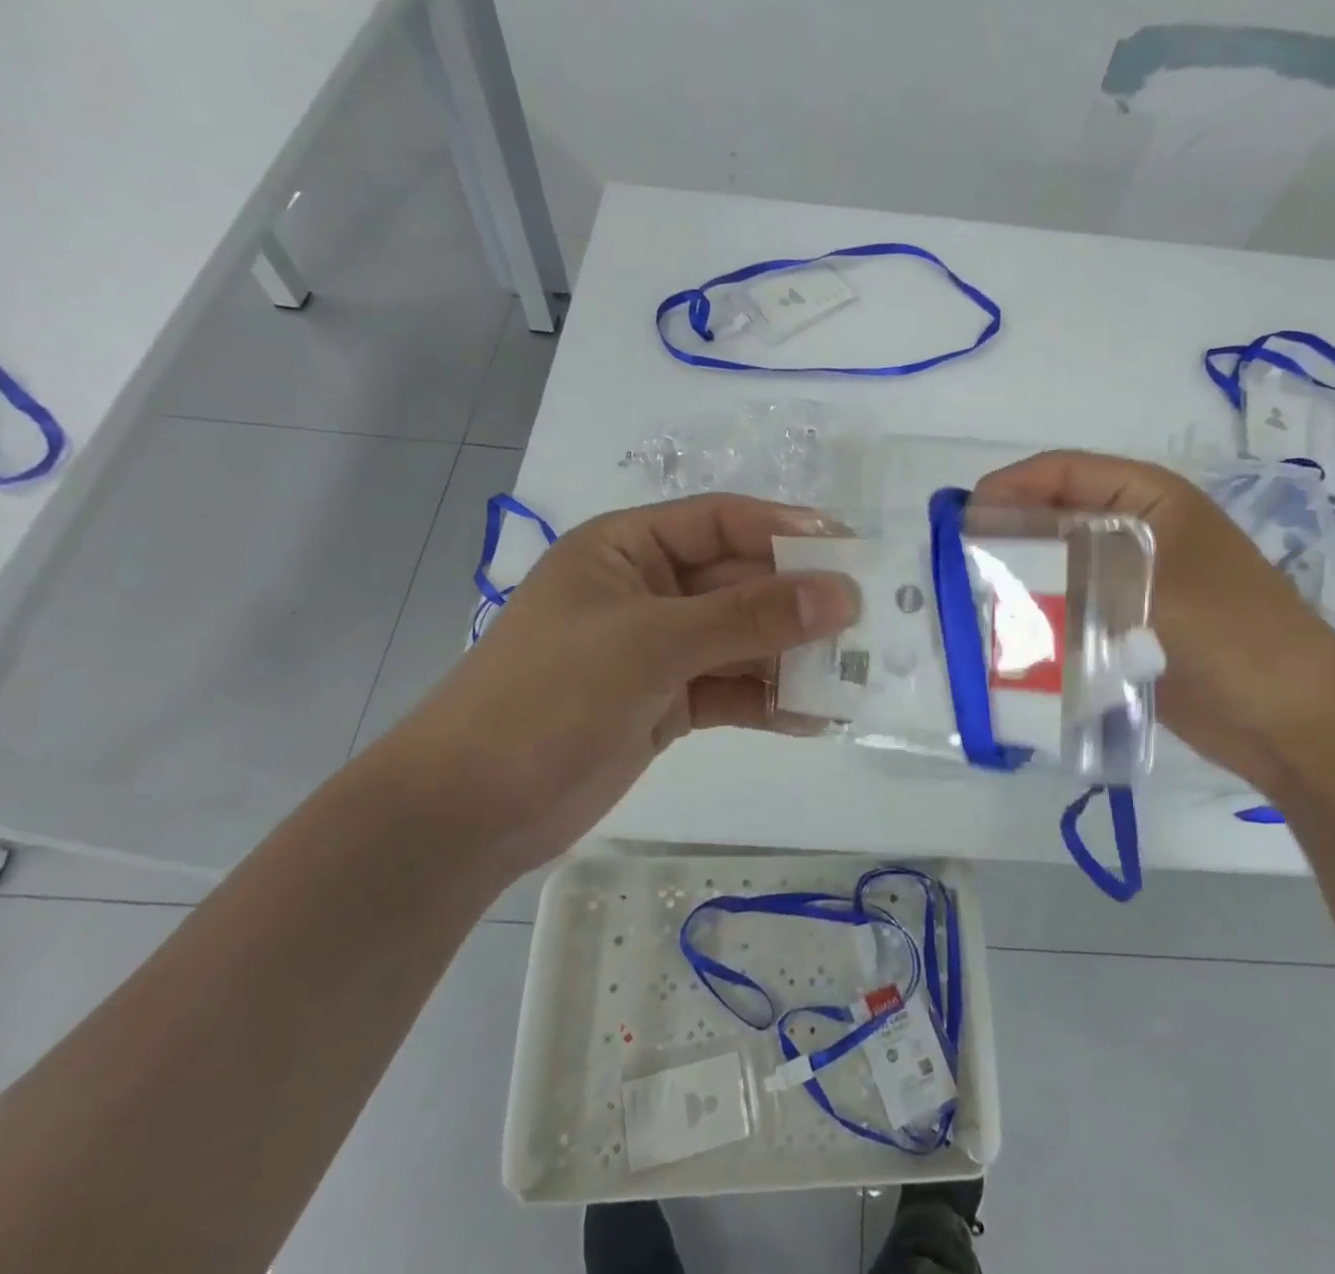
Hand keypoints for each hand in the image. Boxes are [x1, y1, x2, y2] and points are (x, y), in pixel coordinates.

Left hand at [381, 495, 857, 868]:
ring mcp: (657, 650)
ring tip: (852, 674)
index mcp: (627, 548)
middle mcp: (647, 590)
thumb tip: (842, 594)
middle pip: (739, 582)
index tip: (849, 551)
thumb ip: (750, 617)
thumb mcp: (653, 643)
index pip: (721, 522)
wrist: (469, 811)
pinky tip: (813, 717)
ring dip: (790, 656)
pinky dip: (768, 701)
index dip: (785, 531)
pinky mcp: (664, 703)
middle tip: (865, 620)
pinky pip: (730, 690)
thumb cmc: (551, 696)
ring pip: (740, 639)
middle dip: (797, 602)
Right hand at [973, 450, 1334, 788]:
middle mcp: (1134, 531)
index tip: (961, 518)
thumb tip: (992, 552)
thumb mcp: (1146, 586)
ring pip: (1057, 569)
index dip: (1009, 487)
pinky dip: (1038, 621)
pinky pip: (1068, 612)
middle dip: (1005, 538)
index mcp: (1148, 498)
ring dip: (1018, 584)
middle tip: (957, 566)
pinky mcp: (1124, 627)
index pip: (1063, 472)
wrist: (1292, 722)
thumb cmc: (1229, 634)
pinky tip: (1005, 640)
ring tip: (972, 605)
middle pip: (1054, 520)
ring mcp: (1129, 581)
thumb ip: (1067, 564)